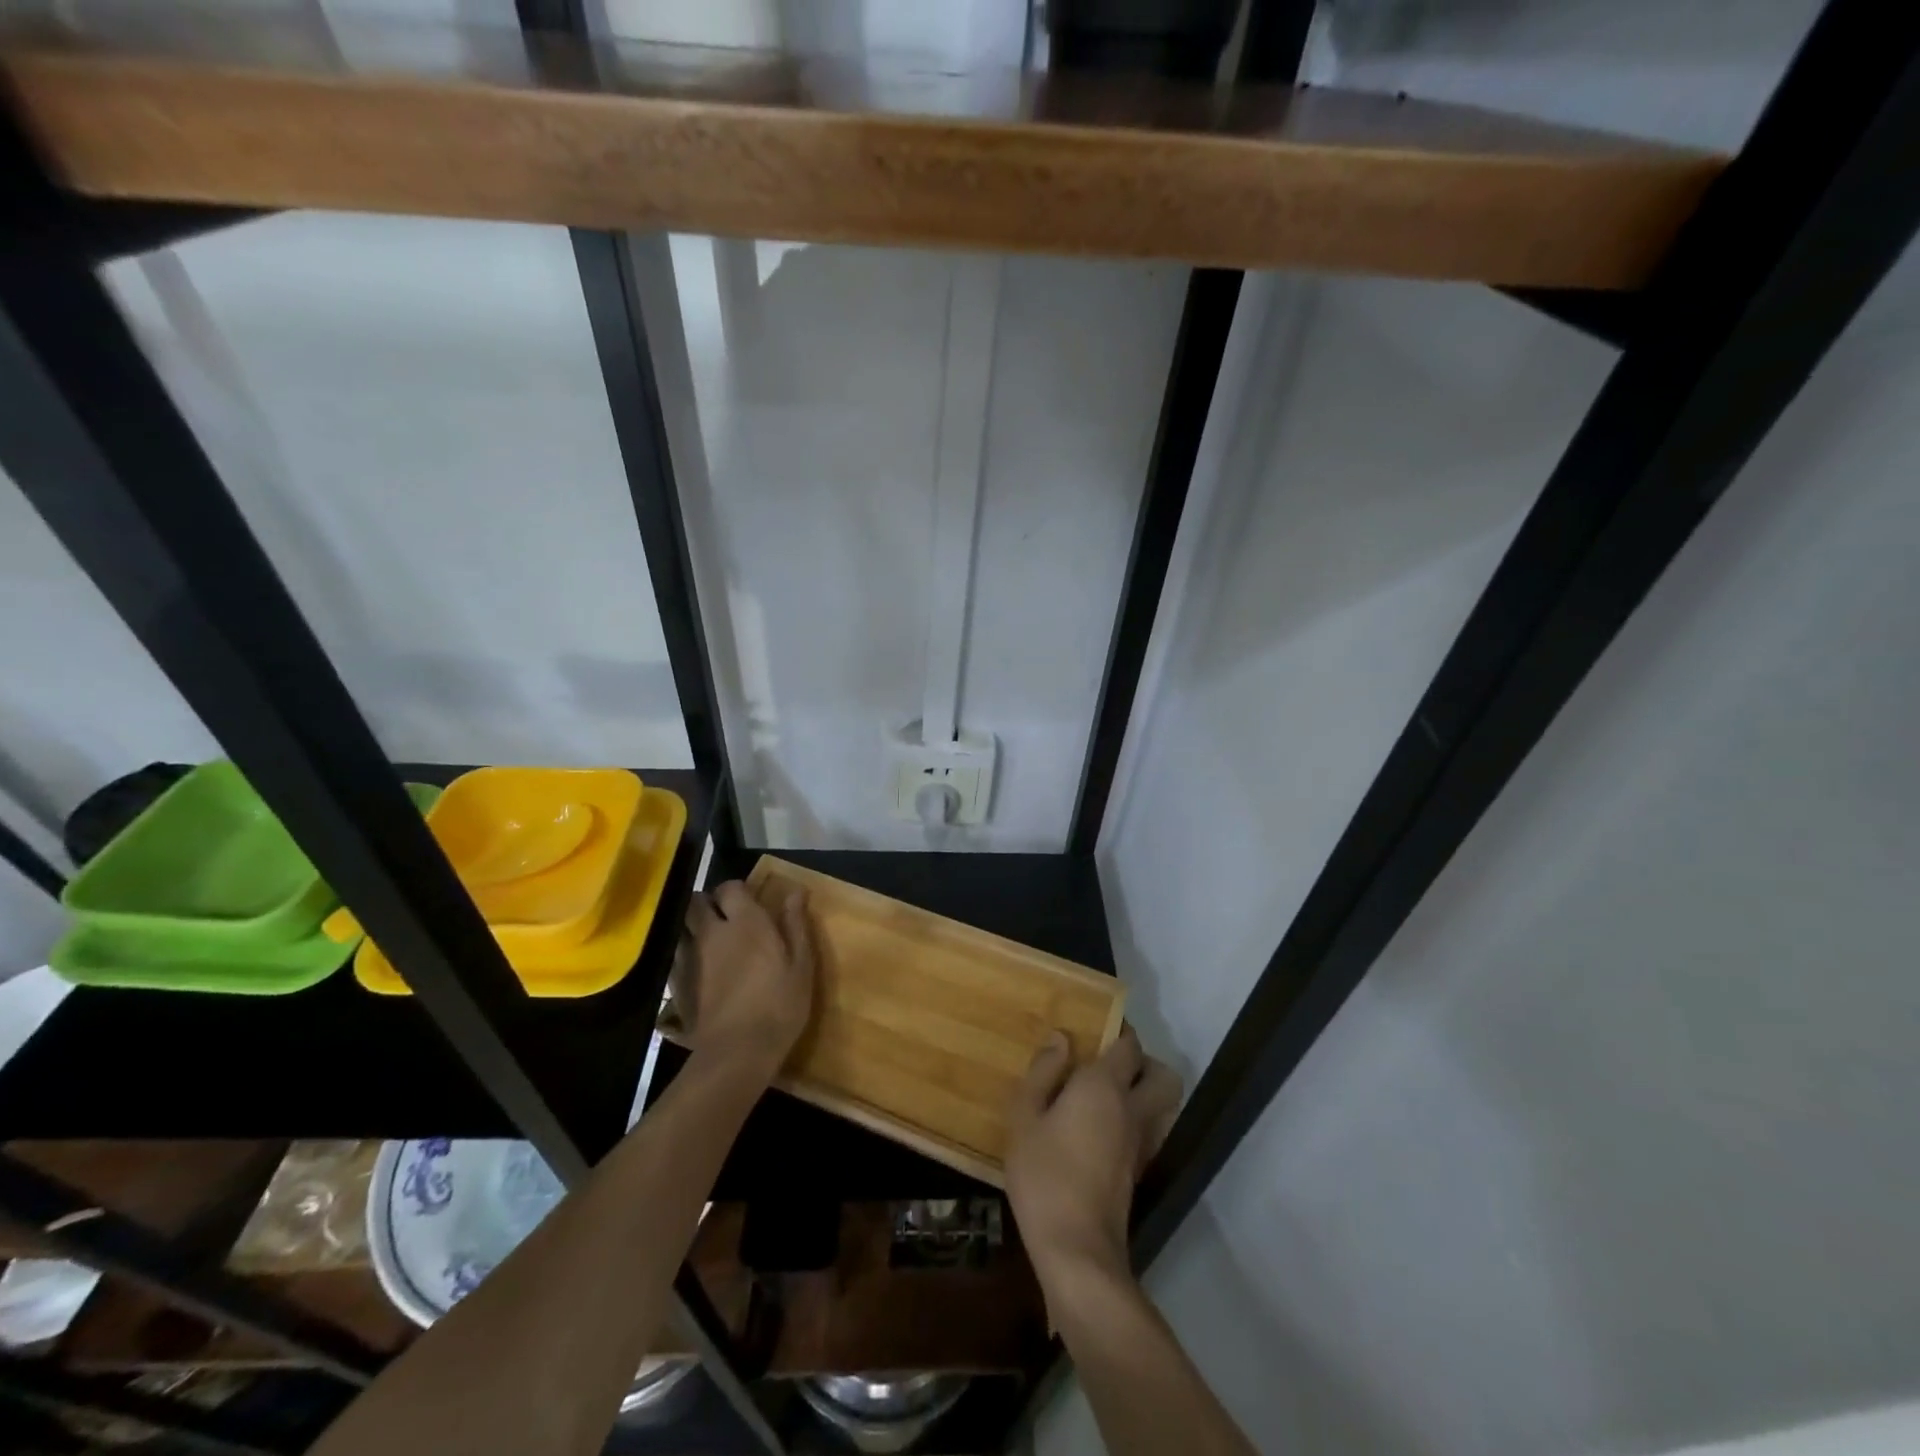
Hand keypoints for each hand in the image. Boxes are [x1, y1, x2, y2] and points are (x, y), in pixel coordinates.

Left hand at [681, 881, 815, 1082]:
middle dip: (707, 903)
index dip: (736, 891)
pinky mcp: (676, 983)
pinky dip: (684, 954)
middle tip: (724, 917)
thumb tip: (795, 890)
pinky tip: (698, 968)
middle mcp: (713, 931)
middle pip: (696, 901)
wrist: (737, 1051)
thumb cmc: (779, 1004)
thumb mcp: (801, 964)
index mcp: (746, 922)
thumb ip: (795, 924)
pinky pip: (675, 956)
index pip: (730, 887)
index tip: (748, 902)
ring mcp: (690, 957)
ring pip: (681, 926)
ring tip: (707, 940)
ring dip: (692, 926)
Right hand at [1005, 1027, 1180, 1297]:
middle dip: (1143, 1062)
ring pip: (1163, 1104)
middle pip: (1162, 1074)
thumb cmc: (1044, 1174)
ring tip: (1106, 1094)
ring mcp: (1141, 1143)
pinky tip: (1103, 1129)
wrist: (1076, 1249)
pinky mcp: (1139, 1171)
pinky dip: (1138, 1120)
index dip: (1116, 1029)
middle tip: (1107, 1061)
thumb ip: (1043, 1072)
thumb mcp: (1025, 1117)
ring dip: (1146, 1092)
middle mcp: (1132, 1109)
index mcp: (1104, 1086)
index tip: (1094, 1026)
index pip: (1128, 1044)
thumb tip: (1061, 1038)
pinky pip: (1151, 1130)